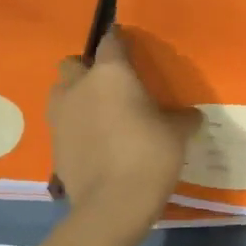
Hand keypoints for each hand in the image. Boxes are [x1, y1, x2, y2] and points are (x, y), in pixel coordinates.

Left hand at [48, 28, 197, 237]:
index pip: (110, 41)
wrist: (112, 204)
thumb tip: (192, 116)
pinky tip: (93, 143)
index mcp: (110, 73)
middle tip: (108, 86)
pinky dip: (74, 128)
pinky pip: (61, 125)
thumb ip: (182, 119)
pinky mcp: (53, 145)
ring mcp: (60, 116)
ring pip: (60, 92)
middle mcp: (79, 87)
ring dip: (74, 96)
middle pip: (72, 64)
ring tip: (96, 114)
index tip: (128, 47)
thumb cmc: (149, 155)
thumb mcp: (177, 134)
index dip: (119, 42)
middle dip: (86, 69)